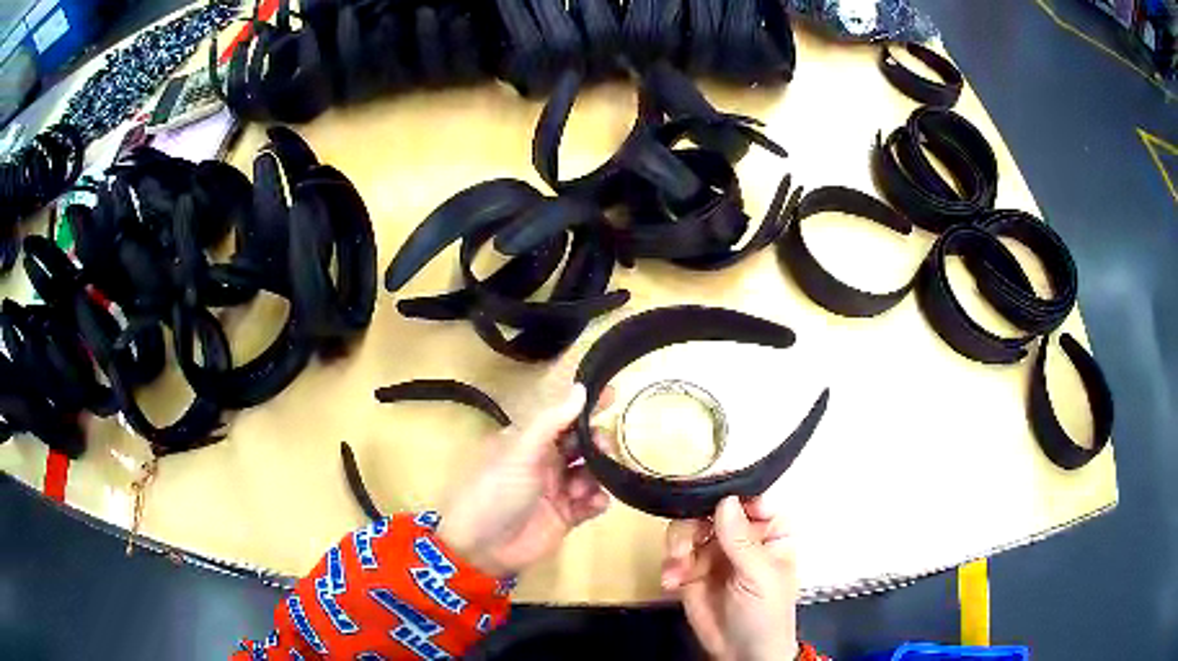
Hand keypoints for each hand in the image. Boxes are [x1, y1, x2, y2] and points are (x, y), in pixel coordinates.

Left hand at [438, 384, 611, 577]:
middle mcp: (545, 463)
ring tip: (589, 486)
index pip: (562, 417)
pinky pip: (591, 503)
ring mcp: (557, 491)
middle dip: (598, 444)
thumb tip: (579, 388)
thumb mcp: (520, 452)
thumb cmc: (495, 491)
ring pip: (591, 474)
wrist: (482, 548)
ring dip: (598, 475)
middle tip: (605, 450)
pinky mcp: (566, 517)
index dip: (585, 407)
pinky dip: (598, 501)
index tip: (614, 395)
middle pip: (582, 445)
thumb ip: (551, 422)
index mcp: (529, 442)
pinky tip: (594, 504)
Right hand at [661, 496, 798, 660]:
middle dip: (692, 525)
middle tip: (683, 547)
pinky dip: (669, 566)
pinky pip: (673, 555)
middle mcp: (740, 535)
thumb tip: (725, 500)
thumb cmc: (765, 612)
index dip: (729, 493)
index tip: (706, 493)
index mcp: (769, 531)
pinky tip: (671, 583)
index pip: (750, 499)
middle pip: (710, 510)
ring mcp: (714, 552)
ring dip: (677, 546)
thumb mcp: (760, 576)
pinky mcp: (690, 571)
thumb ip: (741, 540)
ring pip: (687, 529)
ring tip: (677, 570)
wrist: (741, 654)